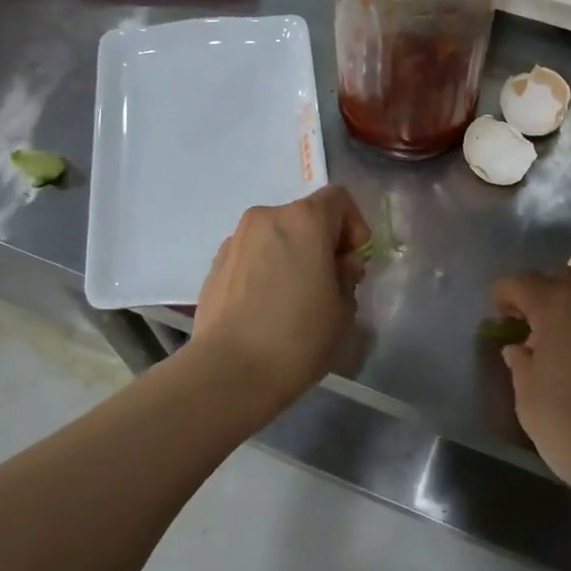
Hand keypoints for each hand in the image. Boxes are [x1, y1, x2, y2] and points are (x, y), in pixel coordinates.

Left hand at [187, 186, 370, 410]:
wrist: (229, 371)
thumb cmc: (298, 337)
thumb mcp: (343, 309)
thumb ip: (347, 275)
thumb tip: (338, 264)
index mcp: (304, 220)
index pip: (338, 199)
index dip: (354, 225)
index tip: (354, 262)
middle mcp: (267, 218)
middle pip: (305, 217)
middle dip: (322, 243)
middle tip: (330, 284)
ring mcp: (236, 240)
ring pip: (276, 236)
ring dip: (292, 255)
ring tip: (295, 299)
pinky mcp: (215, 265)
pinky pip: (253, 256)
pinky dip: (266, 269)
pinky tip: (267, 308)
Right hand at [490, 269, 570, 505]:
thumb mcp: (528, 397)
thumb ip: (520, 362)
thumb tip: (519, 348)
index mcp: (559, 306)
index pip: (521, 283)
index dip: (502, 295)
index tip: (495, 316)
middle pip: (558, 279)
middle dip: (536, 295)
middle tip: (524, 325)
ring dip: (566, 305)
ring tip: (555, 339)